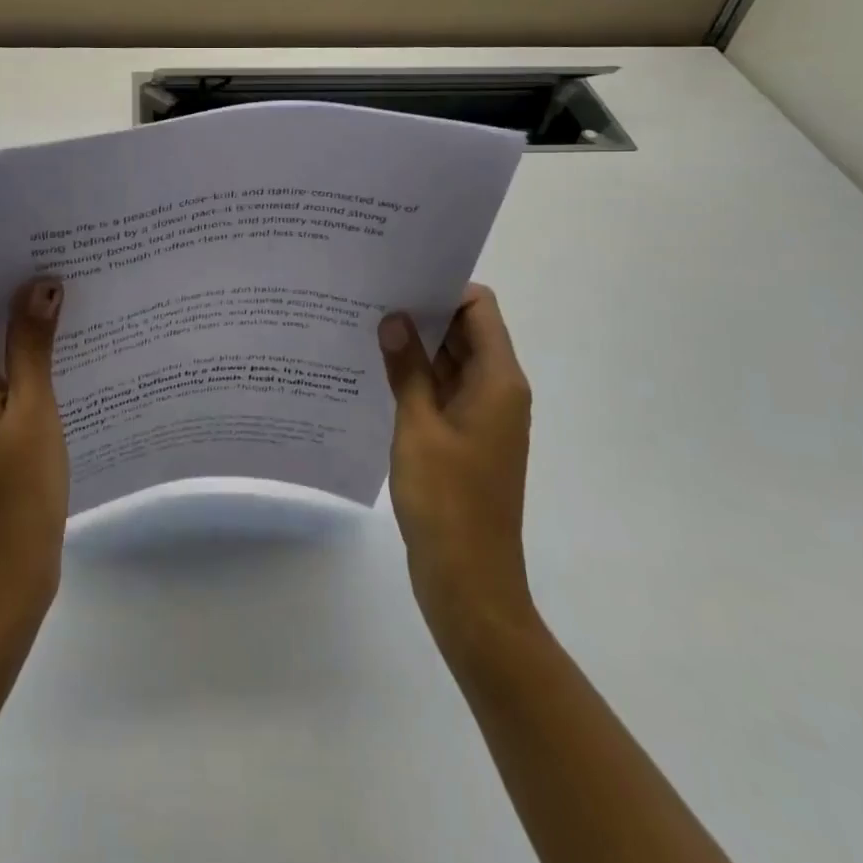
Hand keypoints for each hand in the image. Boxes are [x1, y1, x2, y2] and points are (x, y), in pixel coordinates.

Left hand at [0, 264, 67, 637]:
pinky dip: (9, 362)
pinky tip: (53, 365)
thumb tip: (40, 282)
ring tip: (68, 316)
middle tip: (66, 280)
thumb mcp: (35, 412)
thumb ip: (32, 344)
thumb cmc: (18, 496)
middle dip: (9, 293)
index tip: (40, 256)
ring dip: (12, 329)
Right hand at [379, 285, 536, 654]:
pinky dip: (416, 378)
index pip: (479, 309)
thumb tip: (394, 317)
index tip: (398, 279)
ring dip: (416, 347)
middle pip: (465, 332)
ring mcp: (482, 417)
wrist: (470, 583)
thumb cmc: (448, 501)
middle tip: (370, 296)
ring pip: (451, 362)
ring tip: (364, 326)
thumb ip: (408, 369)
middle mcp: (497, 391)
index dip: (443, 288)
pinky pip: (442, 392)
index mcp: (498, 381)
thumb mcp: (418, 427)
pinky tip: (375, 372)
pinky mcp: (464, 439)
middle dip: (422, 312)